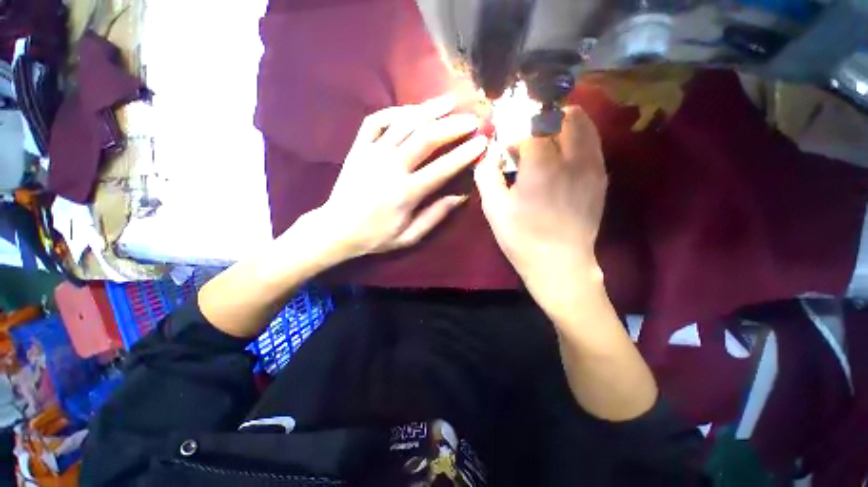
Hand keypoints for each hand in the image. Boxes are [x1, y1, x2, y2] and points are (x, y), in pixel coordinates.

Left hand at [315, 94, 486, 258]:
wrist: (337, 229)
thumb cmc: (376, 236)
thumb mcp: (409, 237)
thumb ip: (435, 216)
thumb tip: (461, 197)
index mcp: (405, 193)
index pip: (442, 168)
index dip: (465, 154)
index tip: (482, 142)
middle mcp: (390, 168)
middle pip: (426, 138)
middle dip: (453, 125)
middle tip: (472, 119)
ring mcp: (372, 154)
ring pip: (403, 123)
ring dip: (428, 110)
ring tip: (449, 101)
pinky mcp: (358, 148)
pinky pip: (376, 120)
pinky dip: (395, 111)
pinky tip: (410, 111)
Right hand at [474, 106, 607, 310]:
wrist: (560, 264)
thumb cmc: (522, 238)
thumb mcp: (494, 209)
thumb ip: (486, 174)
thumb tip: (488, 154)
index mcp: (542, 165)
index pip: (531, 125)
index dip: (515, 131)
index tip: (506, 147)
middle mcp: (574, 158)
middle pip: (565, 115)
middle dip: (542, 118)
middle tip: (527, 137)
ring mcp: (593, 167)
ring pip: (584, 124)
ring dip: (562, 124)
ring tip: (545, 142)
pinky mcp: (601, 178)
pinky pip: (592, 143)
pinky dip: (575, 139)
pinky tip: (560, 159)